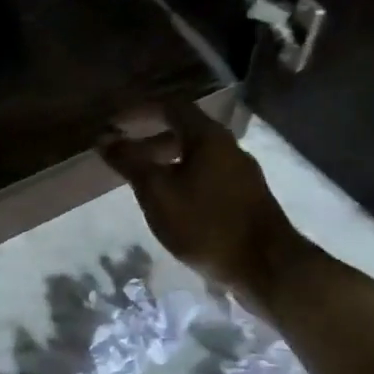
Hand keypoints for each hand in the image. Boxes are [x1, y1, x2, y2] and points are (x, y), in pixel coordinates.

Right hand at [98, 102, 297, 291]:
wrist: (267, 267)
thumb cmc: (206, 224)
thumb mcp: (158, 193)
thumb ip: (130, 162)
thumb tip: (105, 139)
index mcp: (208, 137)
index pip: (170, 106)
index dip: (138, 111)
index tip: (114, 124)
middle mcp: (228, 146)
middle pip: (184, 129)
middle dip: (150, 137)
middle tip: (123, 154)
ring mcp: (241, 172)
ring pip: (196, 154)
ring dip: (166, 160)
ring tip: (142, 181)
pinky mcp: (246, 197)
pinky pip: (207, 174)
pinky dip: (182, 177)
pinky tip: (171, 202)